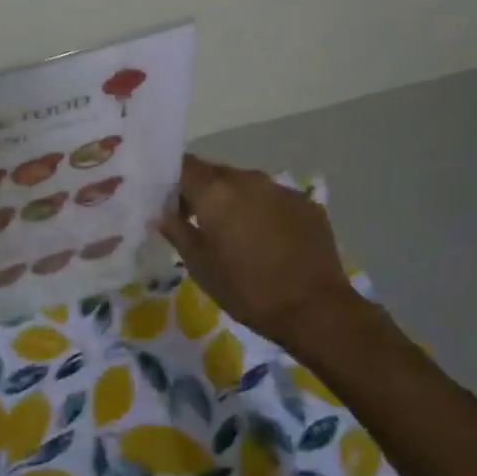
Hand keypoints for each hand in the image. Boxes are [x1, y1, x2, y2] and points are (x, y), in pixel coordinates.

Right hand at [155, 155, 386, 354]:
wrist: (315, 310)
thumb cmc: (245, 289)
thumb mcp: (200, 266)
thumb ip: (177, 232)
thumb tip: (161, 215)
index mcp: (215, 190)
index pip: (184, 166)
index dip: (173, 180)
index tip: (169, 202)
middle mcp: (248, 179)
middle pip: (216, 174)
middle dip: (204, 192)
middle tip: (199, 222)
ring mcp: (281, 189)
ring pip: (247, 186)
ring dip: (236, 202)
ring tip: (237, 234)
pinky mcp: (307, 204)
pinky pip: (275, 200)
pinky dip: (265, 212)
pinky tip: (269, 241)